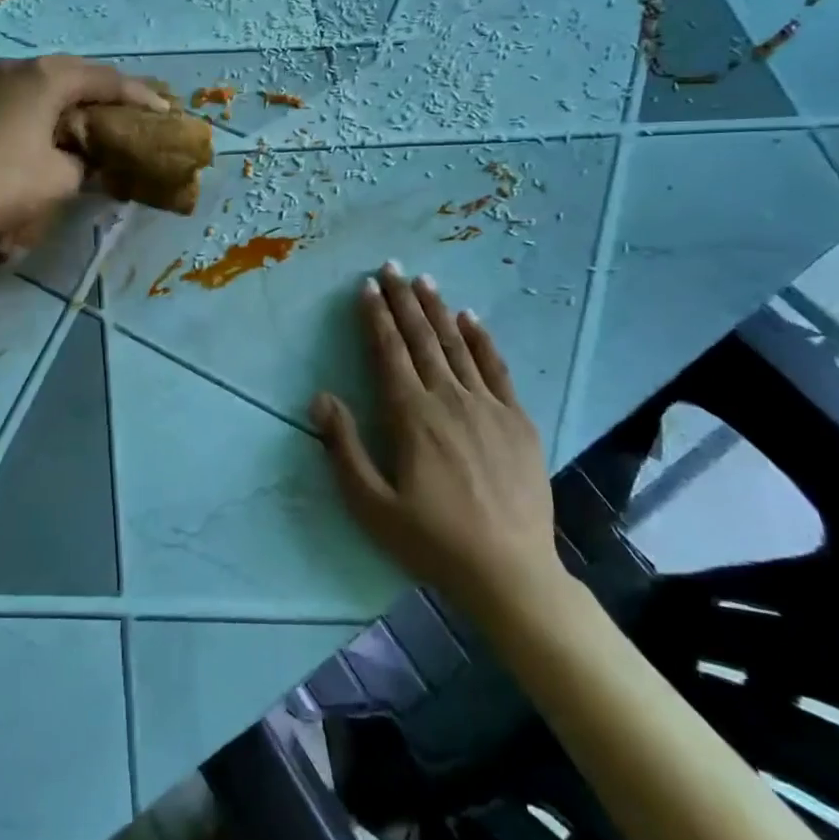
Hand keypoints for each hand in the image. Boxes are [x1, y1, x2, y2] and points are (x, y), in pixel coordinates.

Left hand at [0, 55, 166, 252]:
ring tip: (74, 116)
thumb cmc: (5, 186)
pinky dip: (23, 111)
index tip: (162, 108)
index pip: (102, 80)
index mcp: (43, 79)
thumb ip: (84, 164)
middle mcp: (8, 70)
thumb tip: (83, 160)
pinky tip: (25, 132)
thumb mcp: (61, 180)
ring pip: (28, 83)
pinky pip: (0, 101)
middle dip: (95, 89)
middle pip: (64, 73)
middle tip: (121, 107)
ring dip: (55, 97)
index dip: (136, 94)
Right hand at [310, 264, 564, 615]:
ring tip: (424, 281)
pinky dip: (482, 340)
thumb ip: (344, 447)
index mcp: (411, 416)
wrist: (510, 573)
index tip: (366, 287)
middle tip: (390, 266)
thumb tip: (321, 398)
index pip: (388, 353)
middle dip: (403, 300)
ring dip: (438, 310)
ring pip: (457, 346)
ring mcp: (488, 407)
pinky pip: (497, 369)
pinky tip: (471, 319)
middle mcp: (448, 400)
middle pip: (421, 339)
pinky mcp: (517, 421)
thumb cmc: (432, 540)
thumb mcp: (372, 504)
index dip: (375, 317)